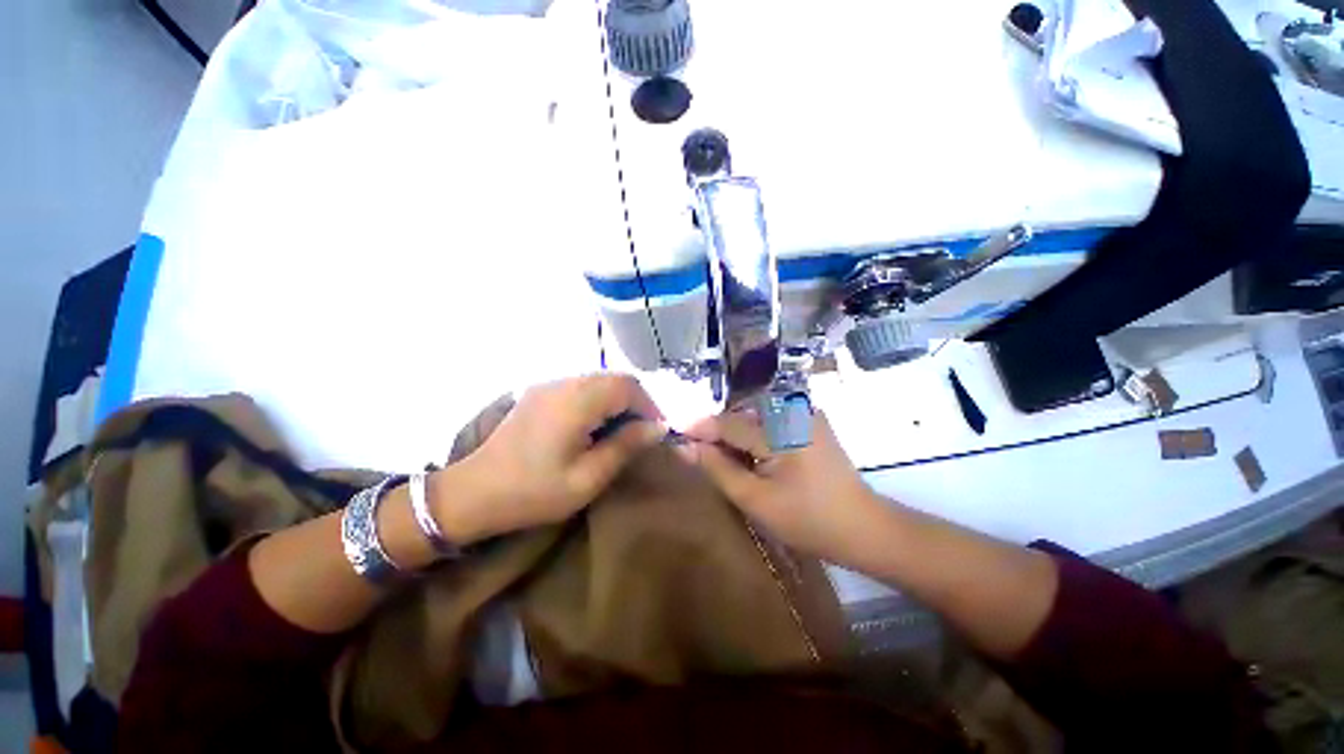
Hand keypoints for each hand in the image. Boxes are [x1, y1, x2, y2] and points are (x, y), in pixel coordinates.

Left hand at [434, 374, 665, 542]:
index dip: (649, 405)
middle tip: (641, 431)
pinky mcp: (540, 391)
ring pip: (599, 379)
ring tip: (621, 429)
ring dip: (618, 399)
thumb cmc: (533, 492)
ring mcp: (549, 384)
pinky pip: (582, 385)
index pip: (628, 385)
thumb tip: (658, 427)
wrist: (474, 492)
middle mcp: (564, 383)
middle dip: (636, 401)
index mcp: (576, 402)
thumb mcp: (587, 478)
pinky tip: (595, 424)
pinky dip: (599, 399)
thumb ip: (625, 446)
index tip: (655, 432)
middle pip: (615, 378)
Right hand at [679, 409, 883, 565]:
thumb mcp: (755, 499)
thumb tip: (685, 448)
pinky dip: (756, 435)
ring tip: (728, 460)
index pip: (728, 423)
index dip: (699, 428)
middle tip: (703, 455)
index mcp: (782, 430)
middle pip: (741, 416)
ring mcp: (806, 413)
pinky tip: (754, 456)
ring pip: (755, 417)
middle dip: (719, 433)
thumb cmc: (808, 520)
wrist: (864, 528)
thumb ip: (718, 469)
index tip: (675, 435)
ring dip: (737, 435)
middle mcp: (794, 410)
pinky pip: (772, 421)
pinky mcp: (812, 421)